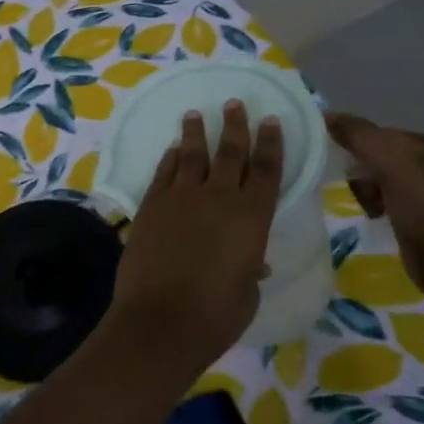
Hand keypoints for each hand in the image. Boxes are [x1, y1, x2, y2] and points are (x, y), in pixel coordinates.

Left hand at [108, 101, 283, 375]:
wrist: (161, 320)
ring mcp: (181, 197)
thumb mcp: (246, 293)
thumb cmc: (215, 315)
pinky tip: (173, 149)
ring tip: (196, 114)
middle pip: (230, 152)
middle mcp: (219, 197)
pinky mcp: (151, 205)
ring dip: (197, 133)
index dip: (271, 143)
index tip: (271, 121)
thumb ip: (250, 269)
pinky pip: (164, 172)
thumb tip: (251, 262)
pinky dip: (170, 158)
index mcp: (252, 217)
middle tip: (234, 103)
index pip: (267, 170)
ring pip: (193, 155)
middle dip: (235, 126)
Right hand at [325, 113, 423, 302]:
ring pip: (373, 179)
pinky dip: (373, 205)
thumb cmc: (421, 207)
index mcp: (422, 144)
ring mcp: (420, 190)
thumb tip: (327, 115)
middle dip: (359, 172)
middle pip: (371, 156)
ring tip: (370, 208)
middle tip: (361, 190)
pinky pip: (381, 199)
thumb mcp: (389, 162)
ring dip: (364, 191)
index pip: (373, 133)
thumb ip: (358, 135)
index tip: (340, 163)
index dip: (353, 145)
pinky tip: (375, 217)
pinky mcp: (414, 214)